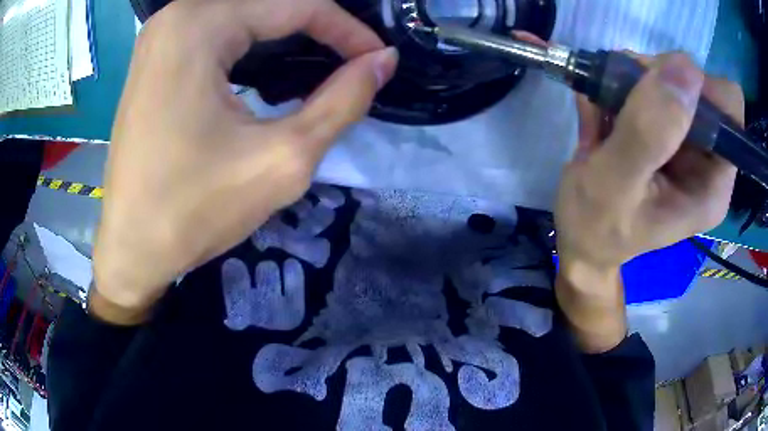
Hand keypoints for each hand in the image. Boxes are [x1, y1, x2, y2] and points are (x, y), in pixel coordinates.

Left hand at [92, 0, 397, 323]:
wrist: (131, 249)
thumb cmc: (194, 211)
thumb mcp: (282, 159)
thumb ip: (343, 100)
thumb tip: (383, 61)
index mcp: (199, 25)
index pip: (296, 5)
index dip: (348, 30)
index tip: (379, 60)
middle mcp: (176, 16)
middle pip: (269, 5)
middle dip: (320, 29)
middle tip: (355, 62)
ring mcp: (161, 35)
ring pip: (245, 15)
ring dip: (288, 34)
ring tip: (324, 62)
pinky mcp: (155, 56)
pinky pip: (217, 31)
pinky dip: (253, 42)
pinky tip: (272, 66)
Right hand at [554, 53, 742, 351]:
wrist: (580, 239)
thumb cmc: (595, 226)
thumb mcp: (616, 184)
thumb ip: (650, 131)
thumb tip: (685, 65)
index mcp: (713, 184)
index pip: (729, 107)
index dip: (695, 87)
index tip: (654, 92)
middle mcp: (709, 159)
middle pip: (699, 86)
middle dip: (657, 80)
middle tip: (621, 100)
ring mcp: (689, 144)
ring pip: (672, 78)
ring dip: (634, 82)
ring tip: (605, 112)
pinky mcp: (669, 133)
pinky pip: (651, 85)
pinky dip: (622, 86)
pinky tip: (603, 114)